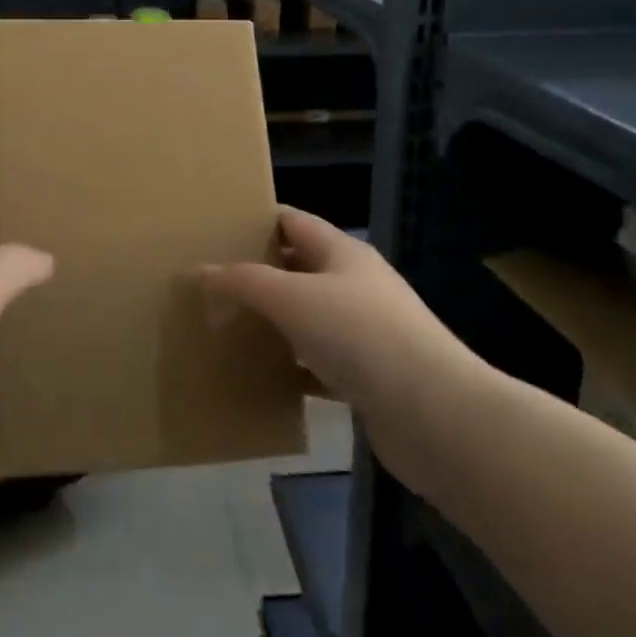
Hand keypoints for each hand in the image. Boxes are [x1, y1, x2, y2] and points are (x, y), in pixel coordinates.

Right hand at [201, 207, 486, 431]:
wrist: (434, 416)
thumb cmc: (360, 335)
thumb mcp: (292, 298)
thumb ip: (244, 281)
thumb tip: (201, 271)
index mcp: (343, 252)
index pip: (293, 221)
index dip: (256, 221)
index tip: (216, 229)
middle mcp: (356, 284)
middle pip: (299, 267)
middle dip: (259, 272)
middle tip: (212, 281)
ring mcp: (366, 331)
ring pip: (309, 316)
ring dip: (275, 321)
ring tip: (228, 325)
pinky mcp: (370, 376)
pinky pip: (320, 362)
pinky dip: (294, 366)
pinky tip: (264, 375)